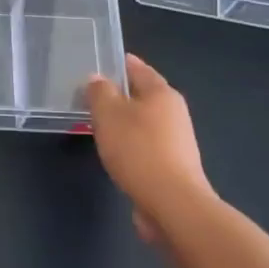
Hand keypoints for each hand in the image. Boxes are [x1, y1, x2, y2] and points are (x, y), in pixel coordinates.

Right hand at [85, 55, 213, 237]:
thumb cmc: (138, 150)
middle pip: (143, 95)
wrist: (172, 204)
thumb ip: (100, 92)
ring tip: (99, 125)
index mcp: (162, 93)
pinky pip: (146, 145)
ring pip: (144, 122)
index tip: (99, 63)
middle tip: (91, 96)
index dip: (119, 63)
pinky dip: (130, 144)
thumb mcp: (108, 114)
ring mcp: (177, 141)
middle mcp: (174, 112)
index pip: (138, 68)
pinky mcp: (173, 166)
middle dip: (119, 94)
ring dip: (124, 121)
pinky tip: (115, 153)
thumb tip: (97, 79)